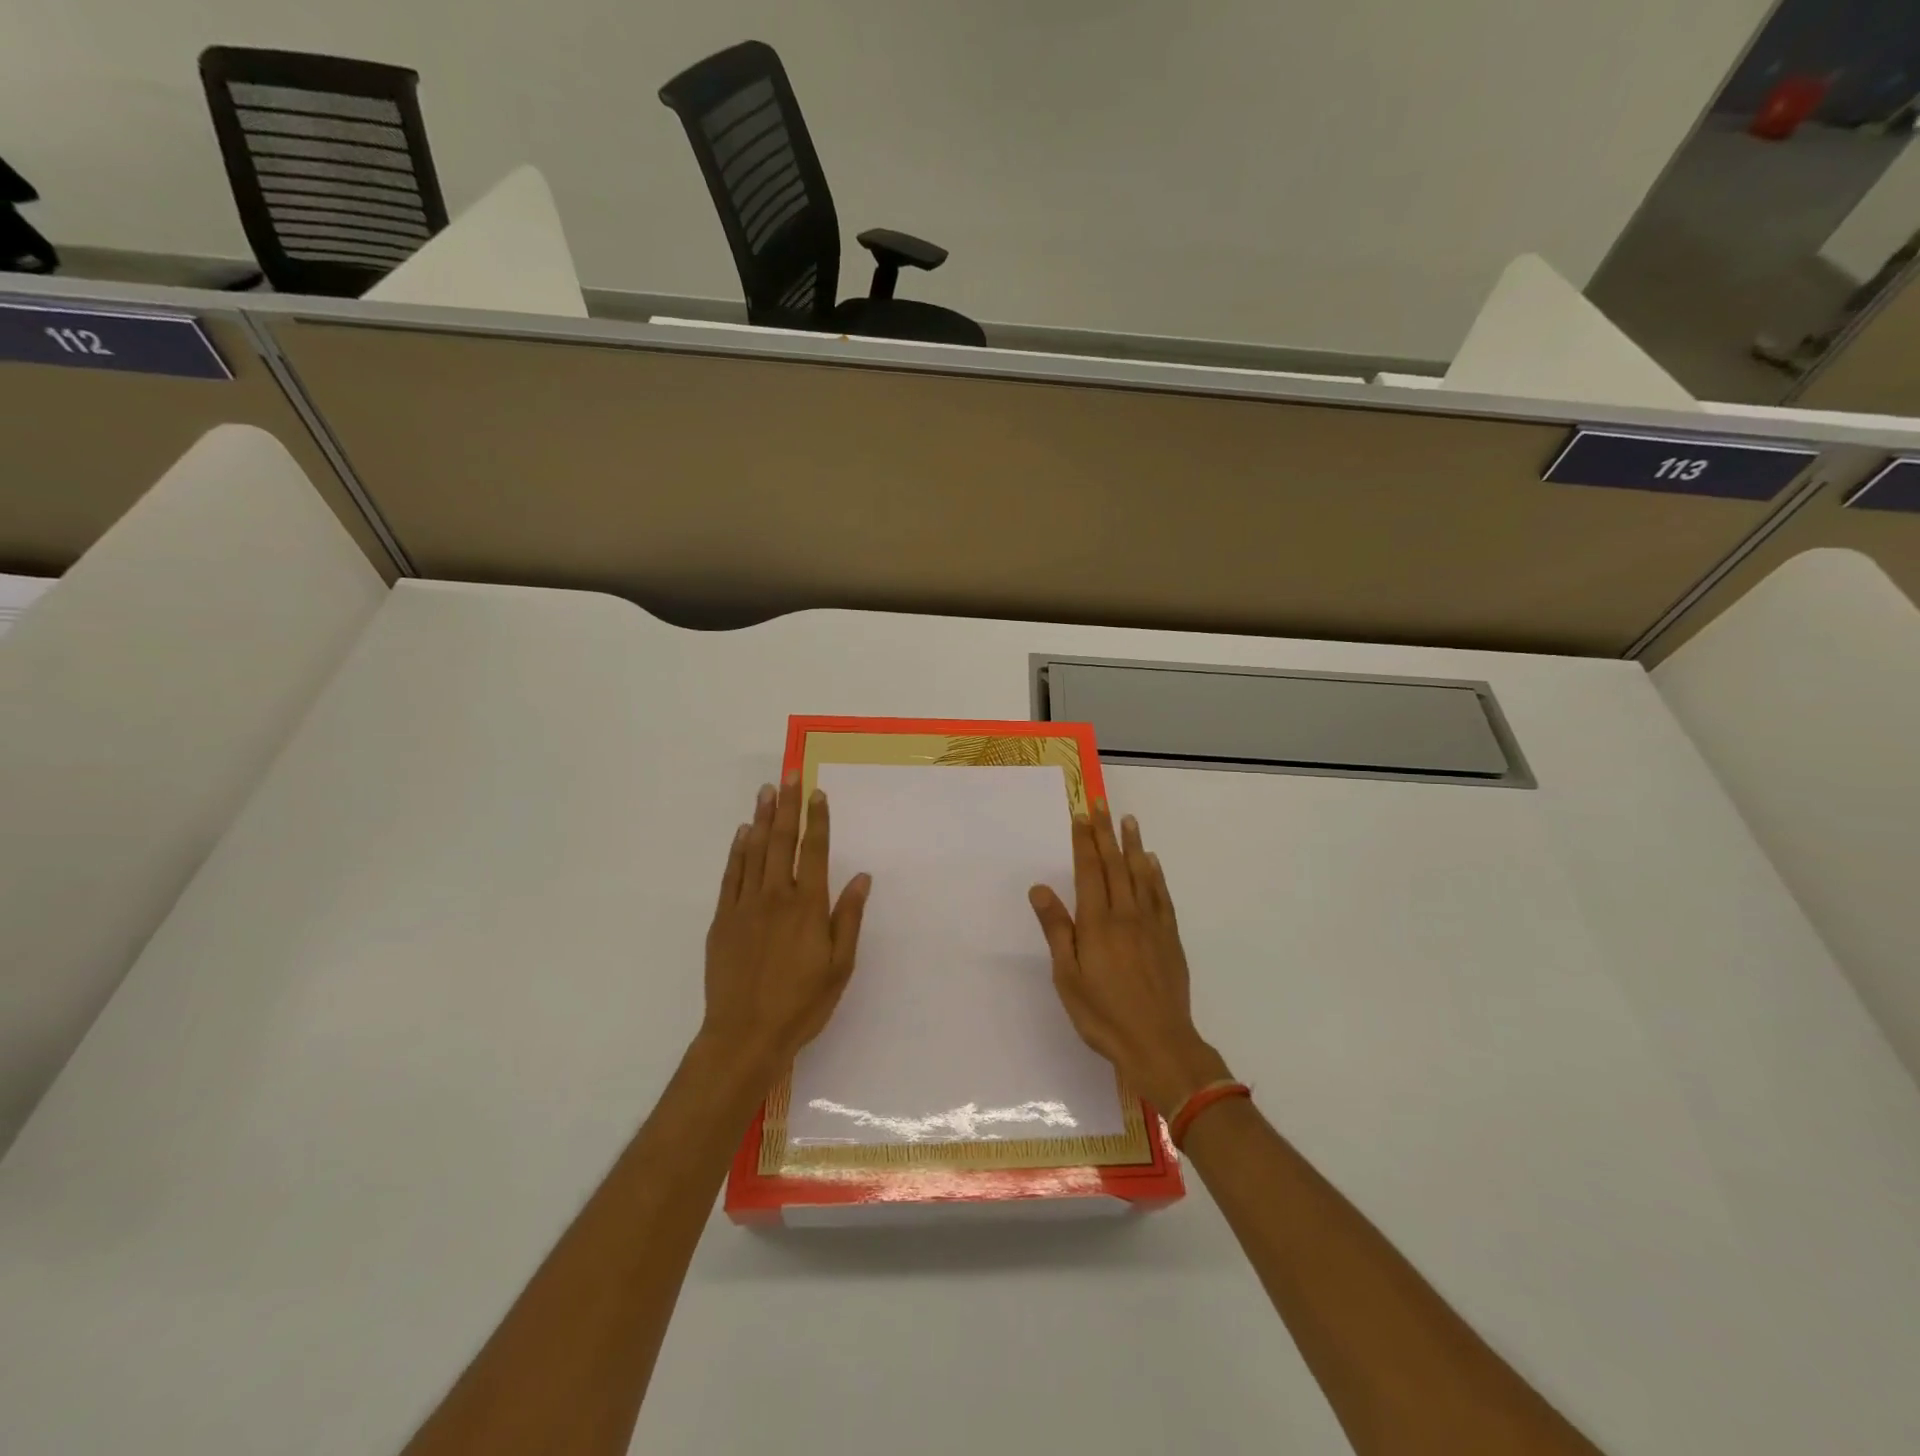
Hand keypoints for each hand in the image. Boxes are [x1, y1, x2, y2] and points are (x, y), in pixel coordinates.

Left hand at [702, 777, 871, 1078]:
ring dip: (761, 819)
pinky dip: (736, 851)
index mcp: (807, 906)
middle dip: (786, 806)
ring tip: (765, 792)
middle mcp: (775, 896)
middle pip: (781, 841)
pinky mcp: (722, 920)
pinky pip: (730, 875)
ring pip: (753, 852)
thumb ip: (848, 917)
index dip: (817, 819)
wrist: (744, 1035)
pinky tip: (742, 834)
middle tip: (788, 775)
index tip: (817, 792)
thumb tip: (861, 876)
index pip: (814, 851)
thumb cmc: (802, 1004)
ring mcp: (744, 906)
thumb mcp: (840, 966)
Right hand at [1029, 802, 1230, 1115]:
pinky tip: (1152, 863)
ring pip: (1141, 874)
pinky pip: (1162, 896)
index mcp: (1097, 923)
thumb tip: (1040, 889)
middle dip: (1105, 833)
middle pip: (1115, 865)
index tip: (1080, 816)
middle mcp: (1126, 914)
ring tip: (1128, 820)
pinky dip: (1156, 875)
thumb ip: (1057, 930)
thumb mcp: (1067, 977)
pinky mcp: (1170, 938)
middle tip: (1101, 804)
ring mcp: (1152, 924)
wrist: (1158, 1043)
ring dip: (1132, 845)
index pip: (1089, 871)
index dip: (1083, 842)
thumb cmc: (1103, 1014)